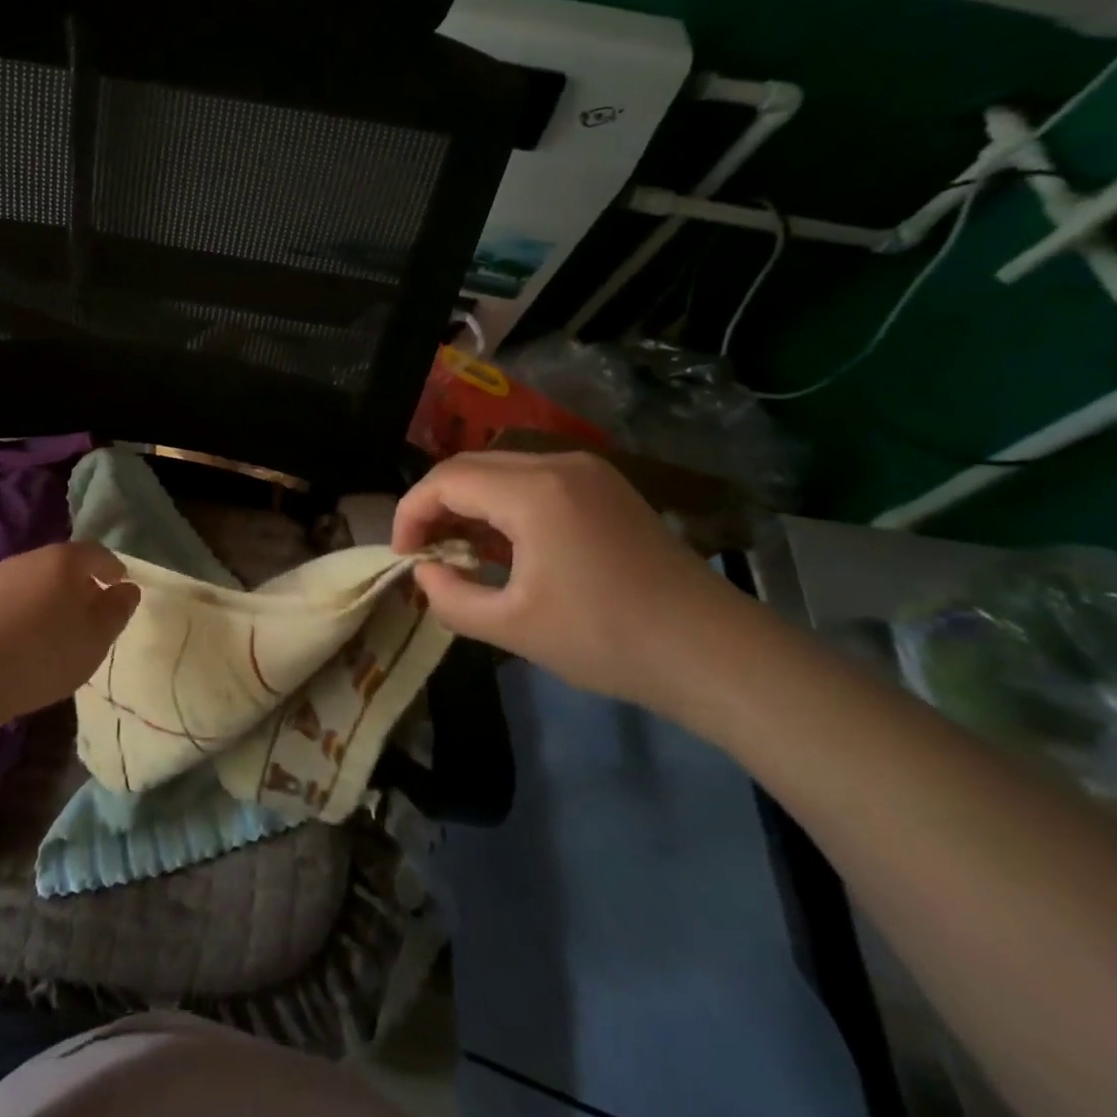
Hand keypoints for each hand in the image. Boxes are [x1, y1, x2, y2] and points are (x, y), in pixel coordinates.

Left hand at [0, 542, 140, 720]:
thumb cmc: (43, 654)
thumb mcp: (96, 638)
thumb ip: (117, 610)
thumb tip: (128, 589)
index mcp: (65, 560)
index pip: (98, 553)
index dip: (113, 568)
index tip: (121, 586)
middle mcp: (32, 558)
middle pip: (65, 564)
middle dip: (83, 583)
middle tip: (93, 610)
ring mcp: (0, 577)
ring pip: (38, 580)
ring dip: (53, 597)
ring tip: (61, 628)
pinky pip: (15, 597)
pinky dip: (29, 610)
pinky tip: (28, 639)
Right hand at [392, 451, 753, 714]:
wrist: (714, 653)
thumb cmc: (607, 639)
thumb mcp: (513, 627)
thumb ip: (450, 598)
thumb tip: (424, 572)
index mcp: (533, 491)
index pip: (445, 481)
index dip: (411, 513)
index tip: (402, 555)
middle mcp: (558, 463)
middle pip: (469, 466)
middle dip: (435, 504)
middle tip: (423, 551)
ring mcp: (587, 470)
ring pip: (500, 468)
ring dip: (468, 501)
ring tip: (457, 549)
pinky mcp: (605, 486)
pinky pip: (532, 479)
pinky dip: (502, 502)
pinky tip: (502, 542)